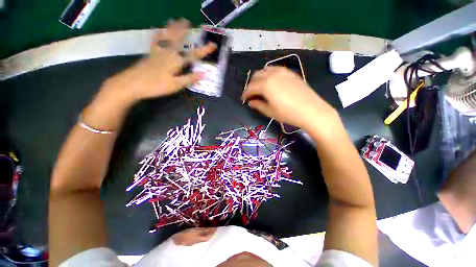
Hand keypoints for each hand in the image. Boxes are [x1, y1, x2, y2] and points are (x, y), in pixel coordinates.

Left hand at [102, 18, 215, 103]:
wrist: (133, 84)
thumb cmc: (156, 86)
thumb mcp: (176, 85)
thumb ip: (189, 78)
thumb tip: (204, 74)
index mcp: (176, 62)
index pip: (193, 55)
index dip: (204, 50)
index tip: (213, 45)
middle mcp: (167, 53)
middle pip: (177, 40)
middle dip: (183, 31)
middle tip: (187, 21)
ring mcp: (157, 52)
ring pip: (166, 37)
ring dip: (171, 28)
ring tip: (174, 20)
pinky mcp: (150, 54)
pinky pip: (155, 41)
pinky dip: (157, 34)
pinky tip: (157, 30)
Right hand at [241, 67, 337, 130]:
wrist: (312, 110)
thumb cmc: (288, 114)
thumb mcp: (270, 112)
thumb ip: (258, 105)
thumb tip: (250, 102)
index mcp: (265, 85)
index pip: (250, 88)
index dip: (245, 94)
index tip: (243, 99)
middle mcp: (272, 75)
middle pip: (256, 76)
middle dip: (251, 85)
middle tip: (251, 94)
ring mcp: (282, 72)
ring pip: (265, 70)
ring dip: (259, 78)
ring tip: (260, 88)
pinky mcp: (290, 73)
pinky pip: (275, 69)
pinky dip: (269, 74)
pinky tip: (271, 82)